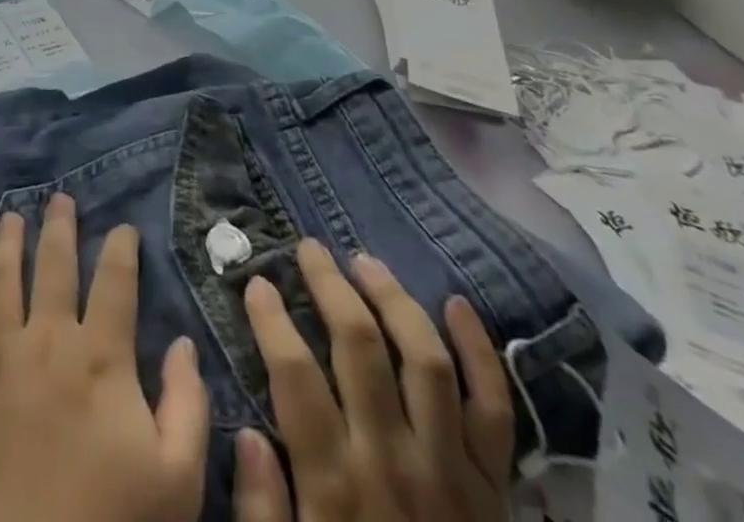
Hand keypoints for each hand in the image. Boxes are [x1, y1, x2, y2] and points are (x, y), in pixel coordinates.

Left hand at [0, 192, 211, 521]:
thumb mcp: (174, 483)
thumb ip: (188, 407)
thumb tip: (183, 344)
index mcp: (100, 357)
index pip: (115, 281)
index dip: (122, 248)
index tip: (124, 228)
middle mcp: (47, 339)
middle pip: (53, 264)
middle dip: (59, 226)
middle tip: (60, 198)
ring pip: (1, 278)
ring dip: (6, 241)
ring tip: (11, 216)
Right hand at [233, 239, 515, 521]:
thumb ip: (262, 512)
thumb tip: (247, 434)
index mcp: (336, 485)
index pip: (295, 376)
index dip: (272, 320)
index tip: (257, 282)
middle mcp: (393, 461)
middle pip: (360, 346)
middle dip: (329, 285)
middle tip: (309, 248)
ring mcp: (452, 470)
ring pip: (425, 359)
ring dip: (393, 299)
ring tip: (364, 261)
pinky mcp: (496, 487)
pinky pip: (495, 408)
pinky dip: (480, 352)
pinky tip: (457, 304)